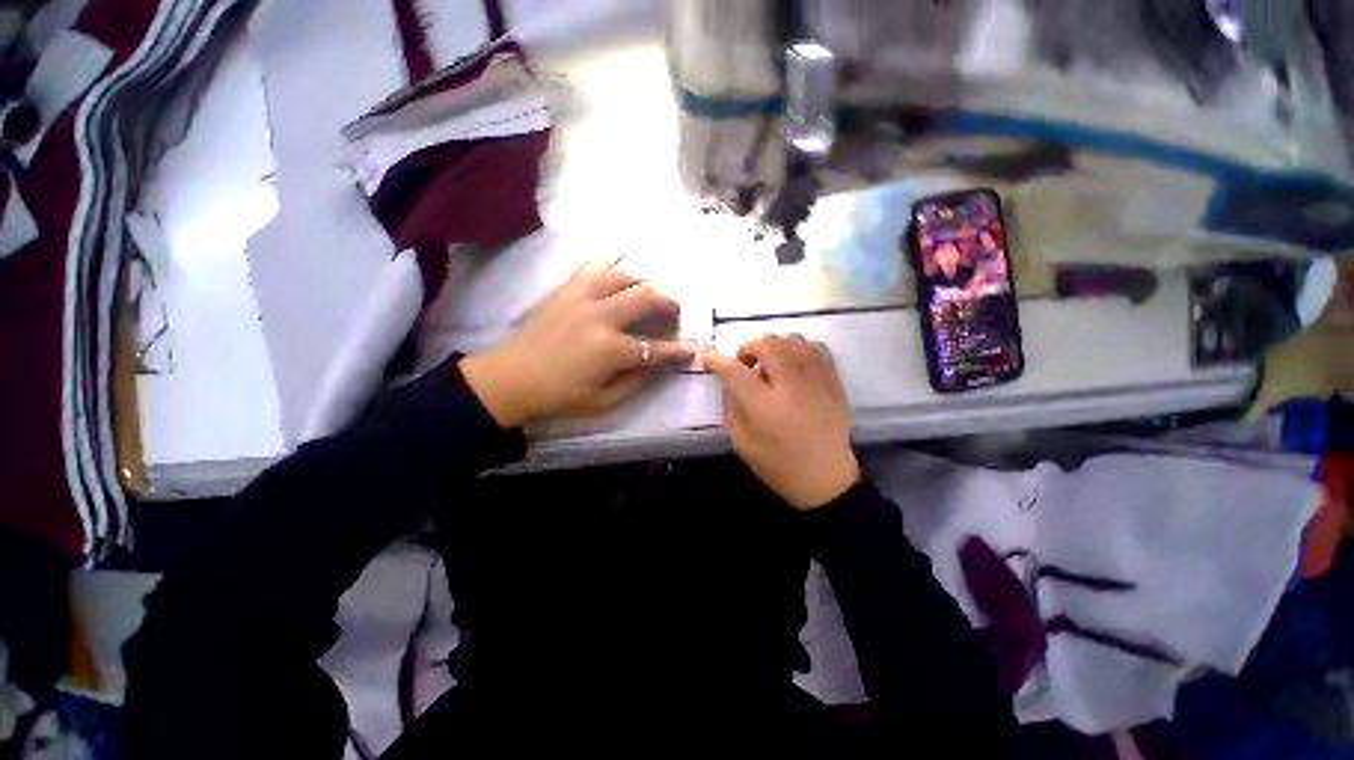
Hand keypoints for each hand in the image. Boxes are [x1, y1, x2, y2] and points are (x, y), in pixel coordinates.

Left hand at [460, 258, 693, 427]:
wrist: (510, 378)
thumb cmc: (559, 395)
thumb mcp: (604, 401)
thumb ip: (637, 381)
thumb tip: (660, 365)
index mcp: (610, 349)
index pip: (656, 347)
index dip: (677, 351)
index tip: (691, 350)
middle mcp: (601, 316)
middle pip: (648, 296)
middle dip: (671, 303)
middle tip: (675, 314)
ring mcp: (582, 296)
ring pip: (626, 275)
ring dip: (647, 282)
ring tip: (653, 294)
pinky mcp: (567, 288)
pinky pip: (595, 264)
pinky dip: (613, 262)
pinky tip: (622, 267)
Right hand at [704, 335, 859, 509]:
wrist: (827, 479)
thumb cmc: (780, 465)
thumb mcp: (743, 443)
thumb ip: (733, 408)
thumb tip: (730, 382)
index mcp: (764, 406)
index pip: (735, 370)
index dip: (717, 361)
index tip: (708, 359)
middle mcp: (791, 385)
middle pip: (768, 344)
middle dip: (748, 347)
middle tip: (745, 364)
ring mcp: (816, 380)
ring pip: (793, 339)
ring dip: (774, 346)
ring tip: (770, 363)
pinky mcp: (833, 381)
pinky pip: (816, 347)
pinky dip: (799, 348)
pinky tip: (793, 364)